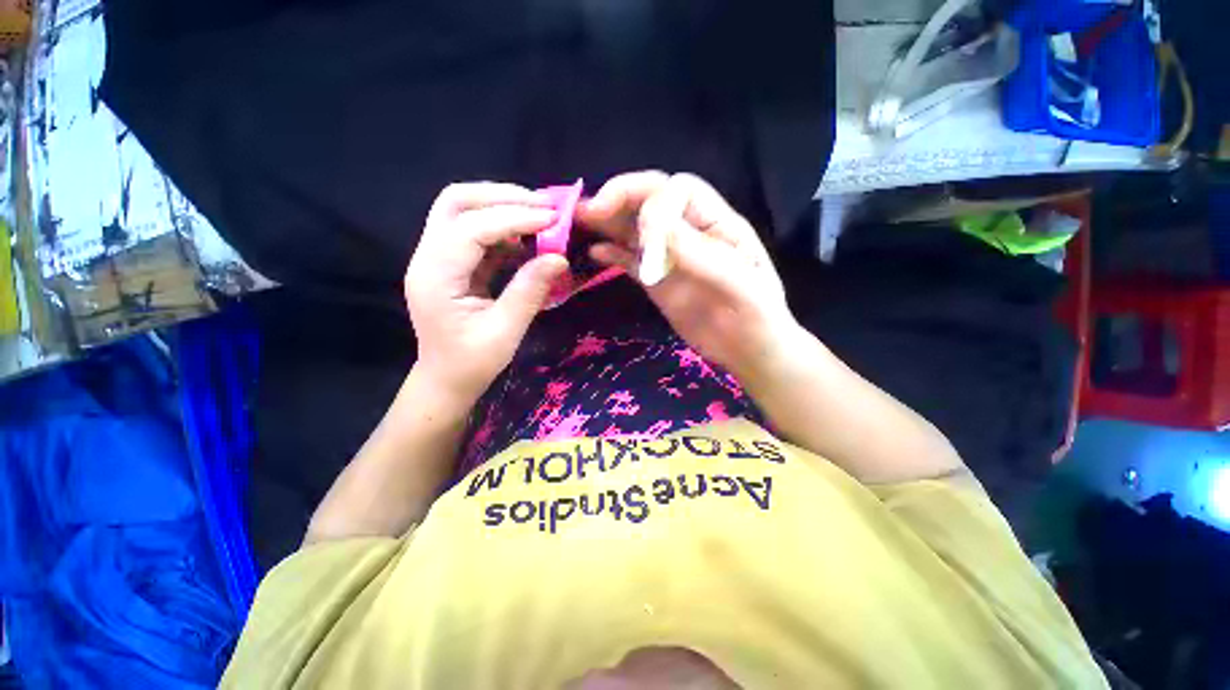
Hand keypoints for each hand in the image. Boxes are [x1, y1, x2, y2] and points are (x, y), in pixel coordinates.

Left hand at [405, 183, 568, 401]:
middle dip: (503, 196)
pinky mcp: (452, 263)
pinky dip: (504, 228)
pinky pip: (476, 231)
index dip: (514, 218)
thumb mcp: (505, 332)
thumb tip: (559, 258)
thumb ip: (529, 291)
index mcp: (435, 276)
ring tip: (541, 217)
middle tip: (545, 206)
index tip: (553, 220)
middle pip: (456, 202)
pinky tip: (528, 238)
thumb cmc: (472, 362)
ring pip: (464, 210)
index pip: (471, 228)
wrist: (446, 379)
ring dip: (504, 206)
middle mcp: (428, 257)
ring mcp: (438, 257)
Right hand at [578, 172, 801, 381]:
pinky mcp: (657, 281)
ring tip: (581, 219)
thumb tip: (654, 227)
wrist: (748, 350)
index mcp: (718, 223)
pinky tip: (596, 252)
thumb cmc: (756, 316)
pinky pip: (631, 260)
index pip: (680, 191)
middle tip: (590, 209)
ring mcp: (671, 257)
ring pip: (636, 228)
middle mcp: (690, 233)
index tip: (645, 238)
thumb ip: (699, 254)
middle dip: (621, 198)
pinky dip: (612, 253)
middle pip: (652, 200)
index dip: (656, 204)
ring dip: (609, 221)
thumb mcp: (738, 283)